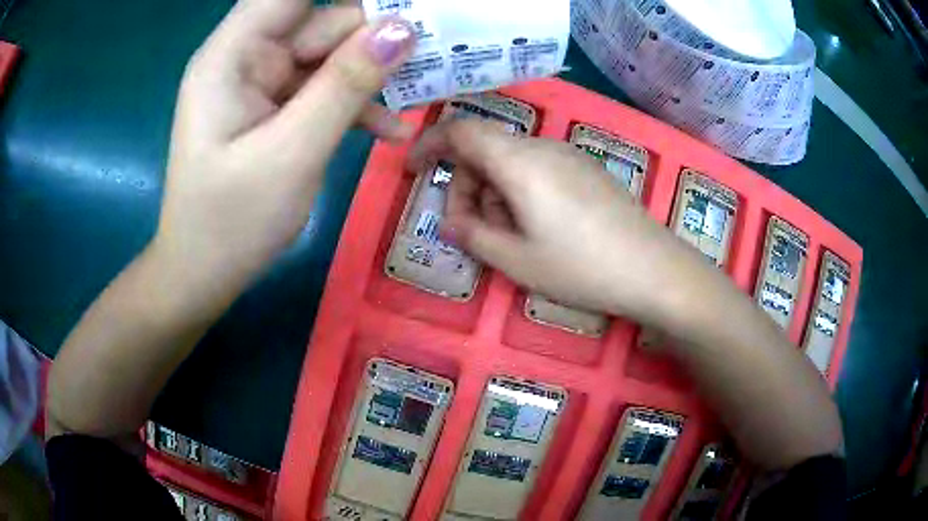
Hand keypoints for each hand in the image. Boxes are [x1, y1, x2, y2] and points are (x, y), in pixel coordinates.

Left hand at [156, 0, 415, 294]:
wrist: (204, 275)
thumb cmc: (231, 221)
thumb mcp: (292, 152)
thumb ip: (345, 85)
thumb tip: (402, 29)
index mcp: (232, 55)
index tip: (396, 4)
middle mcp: (247, 59)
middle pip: (319, 22)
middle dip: (374, 33)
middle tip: (436, 44)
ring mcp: (263, 86)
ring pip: (329, 57)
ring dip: (373, 74)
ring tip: (424, 90)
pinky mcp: (277, 111)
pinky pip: (323, 92)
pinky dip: (356, 107)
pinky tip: (392, 131)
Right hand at [410, 119, 709, 325]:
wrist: (655, 270)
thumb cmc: (582, 267)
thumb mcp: (516, 260)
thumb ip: (473, 236)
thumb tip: (450, 223)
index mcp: (520, 161)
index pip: (461, 130)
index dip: (430, 144)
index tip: (415, 171)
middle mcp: (543, 147)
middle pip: (485, 148)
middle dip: (465, 185)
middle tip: (468, 230)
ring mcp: (569, 156)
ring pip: (511, 161)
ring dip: (493, 192)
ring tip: (507, 237)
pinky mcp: (587, 170)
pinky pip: (538, 169)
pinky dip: (520, 191)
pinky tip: (537, 228)